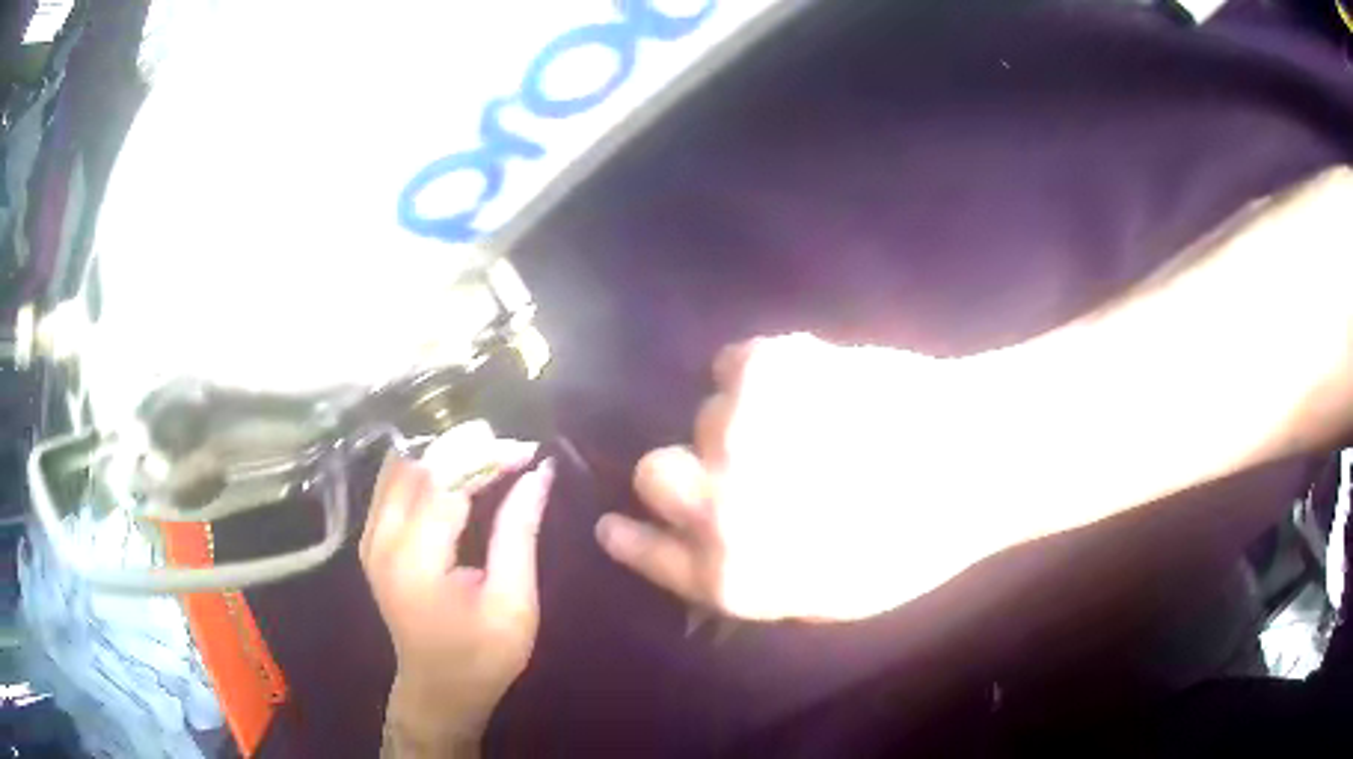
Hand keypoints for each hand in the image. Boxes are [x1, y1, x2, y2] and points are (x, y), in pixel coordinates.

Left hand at [361, 444, 554, 747]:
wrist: (437, 691)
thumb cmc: (482, 657)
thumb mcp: (513, 602)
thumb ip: (520, 534)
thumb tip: (539, 474)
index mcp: (416, 560)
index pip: (447, 482)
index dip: (488, 457)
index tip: (530, 451)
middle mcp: (382, 540)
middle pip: (418, 465)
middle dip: (468, 448)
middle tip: (512, 451)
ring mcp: (370, 539)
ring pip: (401, 467)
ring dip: (445, 455)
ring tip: (488, 456)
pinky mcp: (372, 541)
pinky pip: (392, 485)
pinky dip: (425, 469)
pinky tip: (455, 473)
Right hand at [596, 333, 1012, 622]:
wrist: (974, 456)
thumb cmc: (915, 540)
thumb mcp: (832, 596)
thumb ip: (757, 580)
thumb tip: (711, 553)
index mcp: (737, 573)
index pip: (654, 554)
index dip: (630, 538)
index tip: (614, 526)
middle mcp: (719, 508)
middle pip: (653, 472)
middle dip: (682, 470)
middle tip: (731, 464)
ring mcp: (736, 433)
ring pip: (705, 416)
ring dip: (743, 423)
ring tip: (808, 423)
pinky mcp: (762, 367)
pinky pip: (731, 363)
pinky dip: (761, 373)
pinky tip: (810, 383)